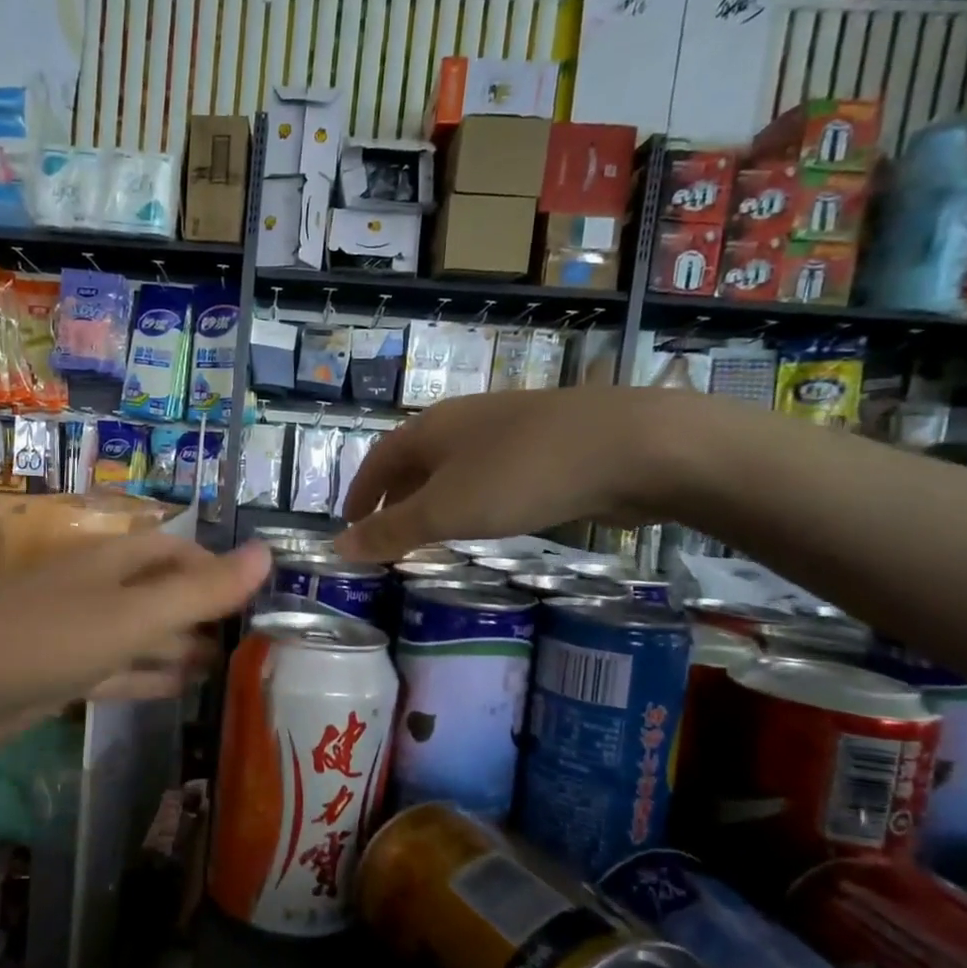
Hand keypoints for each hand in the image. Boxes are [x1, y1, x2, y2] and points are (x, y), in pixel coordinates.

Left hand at [0, 533, 270, 758]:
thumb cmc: (45, 641)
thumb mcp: (132, 616)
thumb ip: (201, 591)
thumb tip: (267, 552)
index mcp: (109, 562)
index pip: (172, 550)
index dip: (213, 565)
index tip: (253, 595)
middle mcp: (93, 590)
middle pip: (156, 591)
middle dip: (199, 610)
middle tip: (246, 639)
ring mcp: (73, 632)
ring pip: (138, 633)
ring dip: (177, 646)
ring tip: (222, 665)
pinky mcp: (58, 673)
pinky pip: (115, 670)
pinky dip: (147, 677)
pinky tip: (178, 690)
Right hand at [335, 388, 689, 561]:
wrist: (630, 446)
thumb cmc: (519, 476)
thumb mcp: (445, 512)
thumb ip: (391, 532)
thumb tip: (336, 548)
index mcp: (431, 428)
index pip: (378, 459)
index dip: (360, 492)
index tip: (350, 524)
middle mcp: (465, 420)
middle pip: (415, 459)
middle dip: (396, 497)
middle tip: (388, 534)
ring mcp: (510, 428)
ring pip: (456, 466)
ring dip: (435, 499)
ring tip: (433, 533)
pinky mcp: (548, 444)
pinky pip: (492, 473)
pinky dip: (474, 498)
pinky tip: (489, 520)